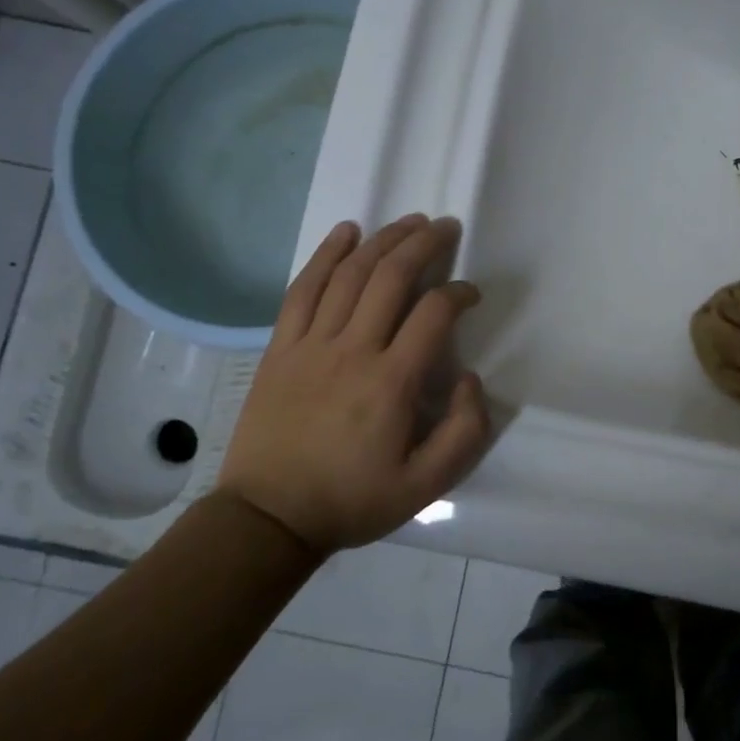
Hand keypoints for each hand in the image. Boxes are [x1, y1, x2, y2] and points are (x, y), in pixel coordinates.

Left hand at [218, 215, 490, 552]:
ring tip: (408, 222)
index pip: (433, 313)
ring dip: (383, 240)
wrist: (268, 518)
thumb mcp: (425, 485)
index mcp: (391, 382)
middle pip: (391, 277)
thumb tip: (468, 377)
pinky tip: (345, 232)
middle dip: (424, 244)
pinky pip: (303, 290)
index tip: (471, 293)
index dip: (459, 292)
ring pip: (350, 275)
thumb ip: (464, 431)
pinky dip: (326, 255)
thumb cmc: (351, 500)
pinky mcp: (280, 348)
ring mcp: (311, 345)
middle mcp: (353, 350)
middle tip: (445, 227)